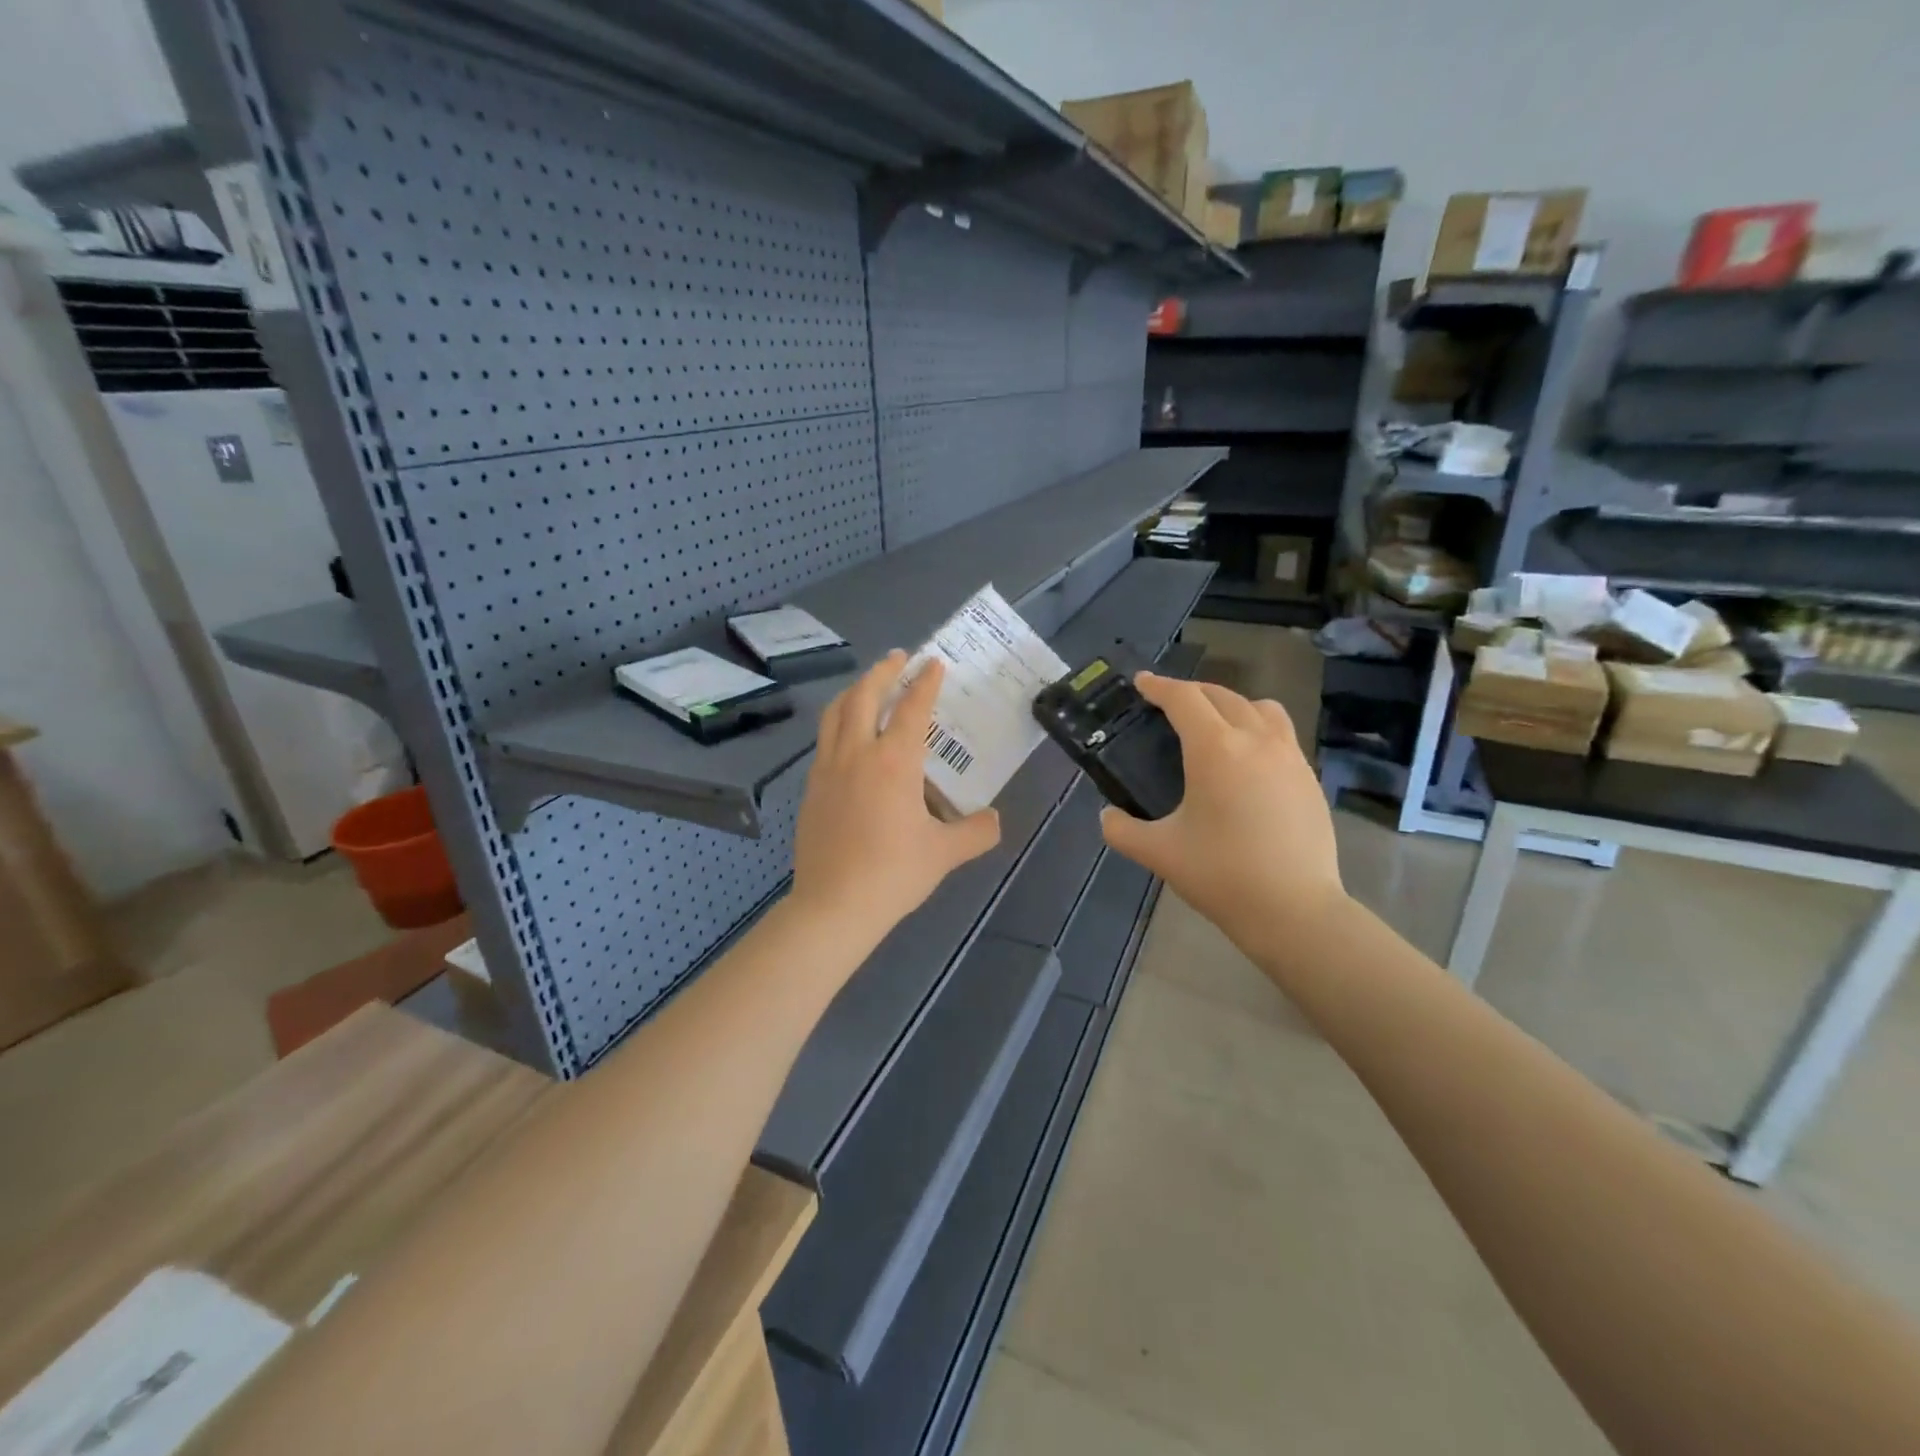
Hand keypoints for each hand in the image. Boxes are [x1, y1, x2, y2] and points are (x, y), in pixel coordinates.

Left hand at [790, 651, 1001, 947]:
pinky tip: (848, 735)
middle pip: (865, 696)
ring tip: (869, 685)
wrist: (834, 906)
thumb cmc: (893, 874)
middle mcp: (857, 753)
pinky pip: (825, 739)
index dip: (925, 683)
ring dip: (855, 690)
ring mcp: (827, 768)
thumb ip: (976, 832)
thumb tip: (994, 820)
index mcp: (894, 762)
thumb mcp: (945, 854)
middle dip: (883, 671)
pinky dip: (840, 721)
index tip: (934, 663)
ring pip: (836, 712)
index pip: (912, 709)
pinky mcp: (811, 787)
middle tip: (899, 657)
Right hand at [1099, 672, 1344, 955]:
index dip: (1159, 686)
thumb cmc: (1221, 875)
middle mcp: (1255, 740)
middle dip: (1191, 692)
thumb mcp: (1159, 852)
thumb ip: (1122, 830)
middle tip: (1169, 704)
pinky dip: (1257, 729)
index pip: (1184, 699)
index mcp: (1215, 749)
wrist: (1295, 909)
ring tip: (1215, 724)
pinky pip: (1281, 734)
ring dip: (1231, 704)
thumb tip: (1106, 816)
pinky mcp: (1309, 777)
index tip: (1141, 683)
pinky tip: (1247, 761)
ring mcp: (1289, 756)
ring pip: (1260, 708)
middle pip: (1221, 695)